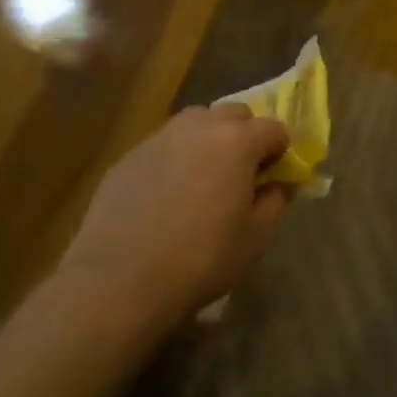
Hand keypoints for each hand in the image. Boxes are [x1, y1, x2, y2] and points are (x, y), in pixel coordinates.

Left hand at [57, 104, 290, 328]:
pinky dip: (174, 159)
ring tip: (202, 178)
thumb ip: (275, 201)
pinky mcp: (128, 157)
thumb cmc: (200, 260)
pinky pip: (163, 145)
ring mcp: (161, 138)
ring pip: (196, 122)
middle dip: (245, 135)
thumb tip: (279, 184)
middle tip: (240, 173)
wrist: (117, 283)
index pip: (274, 128)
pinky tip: (165, 196)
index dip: (280, 152)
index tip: (273, 178)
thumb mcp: (255, 238)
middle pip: (235, 114)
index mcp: (238, 141)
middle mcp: (201, 126)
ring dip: (208, 139)